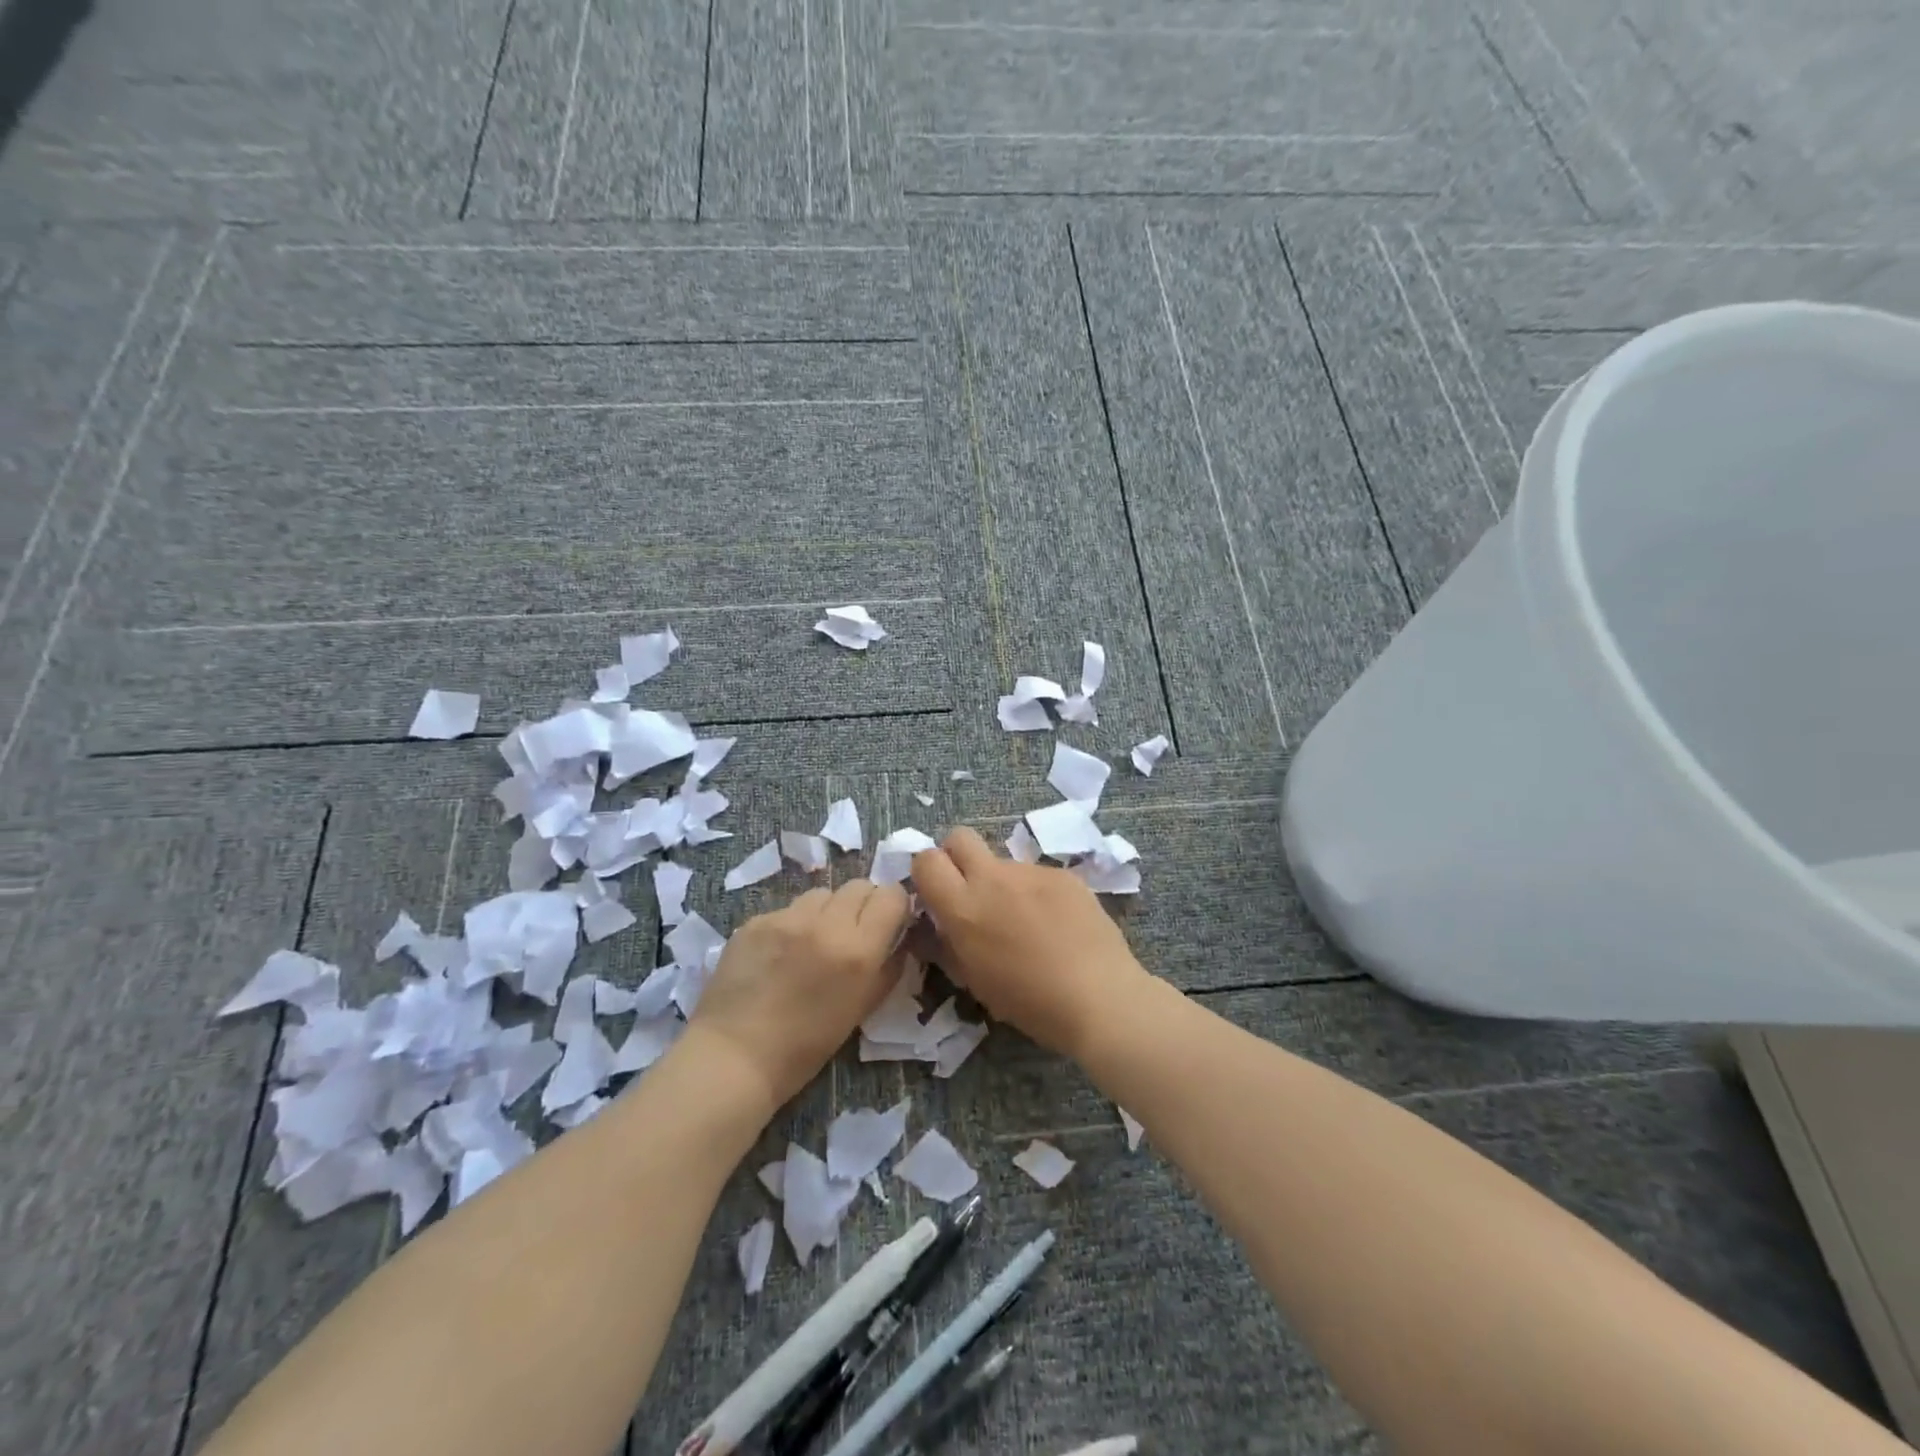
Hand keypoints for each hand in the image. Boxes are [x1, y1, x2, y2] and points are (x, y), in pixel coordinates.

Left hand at [691, 880, 912, 1107]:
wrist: (734, 1057)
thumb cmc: (806, 1046)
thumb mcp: (862, 1009)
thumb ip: (887, 968)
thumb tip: (899, 941)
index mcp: (858, 950)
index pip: (891, 895)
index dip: (894, 906)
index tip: (888, 924)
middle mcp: (826, 924)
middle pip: (859, 886)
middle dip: (863, 904)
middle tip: (852, 933)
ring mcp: (787, 918)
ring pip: (822, 893)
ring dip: (827, 911)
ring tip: (814, 941)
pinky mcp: (756, 919)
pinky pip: (788, 909)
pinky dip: (793, 924)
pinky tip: (780, 953)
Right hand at [909, 827, 1150, 1056]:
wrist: (1099, 997)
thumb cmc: (1029, 1002)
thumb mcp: (974, 981)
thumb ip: (949, 944)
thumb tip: (938, 925)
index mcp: (963, 907)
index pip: (926, 860)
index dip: (927, 873)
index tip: (937, 894)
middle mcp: (993, 878)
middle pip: (960, 836)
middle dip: (957, 855)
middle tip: (971, 890)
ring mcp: (1031, 871)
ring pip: (1002, 861)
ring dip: (1002, 882)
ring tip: (1026, 922)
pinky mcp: (1063, 874)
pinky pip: (1037, 875)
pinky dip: (1037, 893)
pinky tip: (1056, 924)